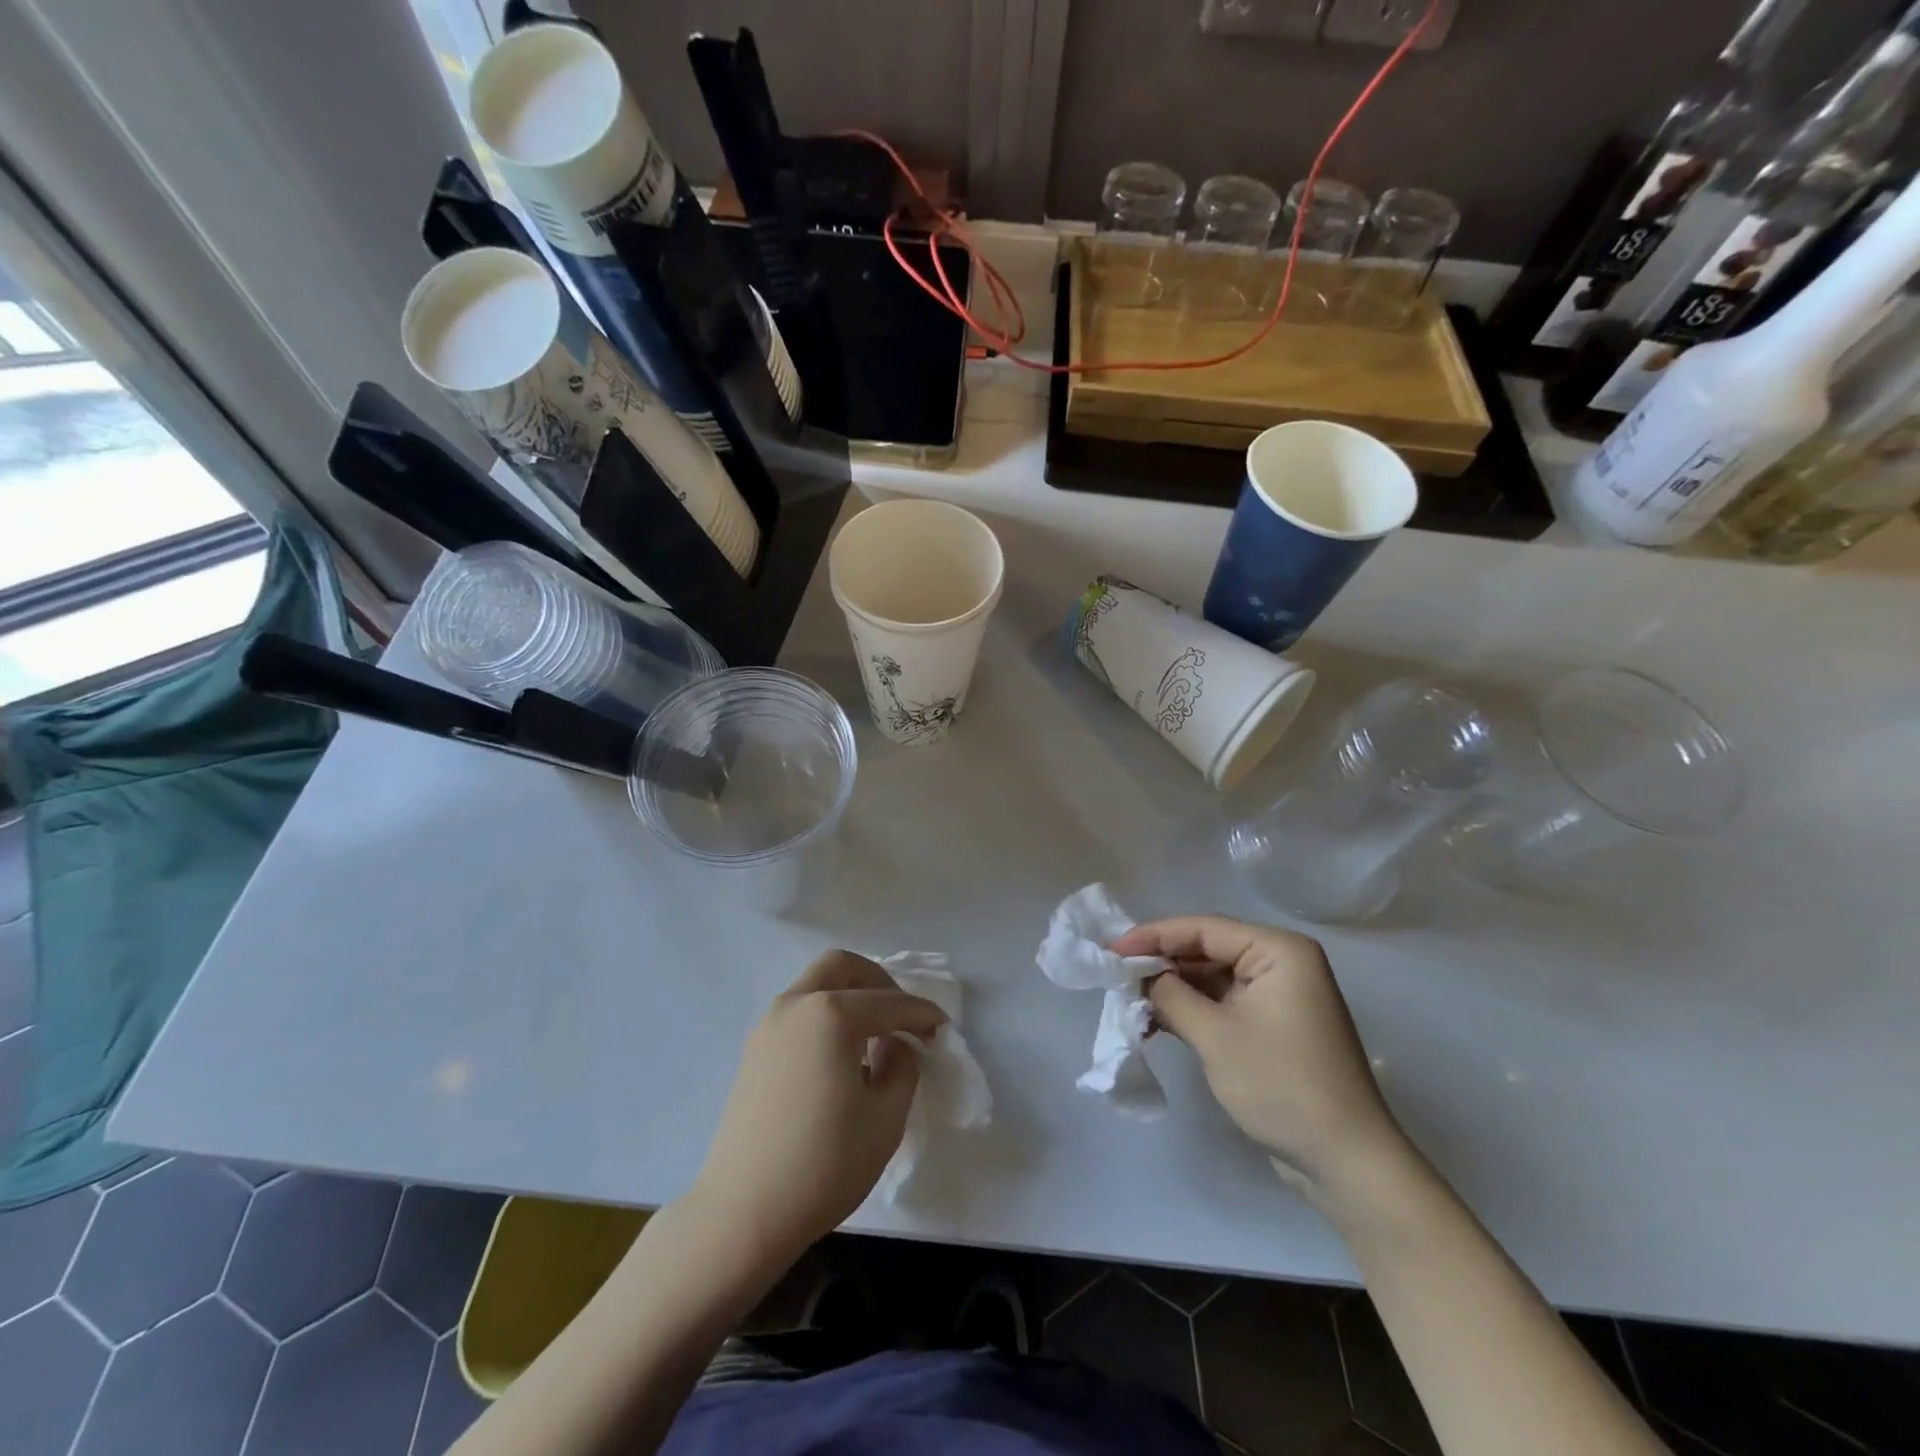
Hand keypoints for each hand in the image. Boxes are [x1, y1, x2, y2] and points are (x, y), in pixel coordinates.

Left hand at [691, 950, 945, 1267]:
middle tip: (901, 1017)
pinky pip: (799, 1012)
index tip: (943, 1030)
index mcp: (830, 1015)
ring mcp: (768, 1026)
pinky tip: (841, 1056)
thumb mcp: (885, 1119)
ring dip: (849, 997)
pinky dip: (825, 1016)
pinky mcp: (754, 1051)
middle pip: (842, 967)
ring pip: (816, 985)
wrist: (742, 1214)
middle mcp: (795, 1005)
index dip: (922, 1014)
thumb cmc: (823, 1165)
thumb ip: (902, 1067)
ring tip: (874, 1038)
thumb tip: (894, 1045)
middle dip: (879, 982)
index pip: (889, 1003)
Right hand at [1114, 915, 1408, 1192]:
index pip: (1203, 928)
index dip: (1152, 936)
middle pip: (1206, 948)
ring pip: (1209, 976)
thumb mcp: (1215, 1036)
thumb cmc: (1282, 1086)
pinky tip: (1155, 1023)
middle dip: (1160, 963)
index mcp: (1277, 950)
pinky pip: (1221, 1002)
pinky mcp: (1271, 1023)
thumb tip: (1138, 975)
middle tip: (1114, 975)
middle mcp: (1280, 961)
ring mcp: (1277, 993)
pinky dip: (1189, 1010)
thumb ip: (1169, 995)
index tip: (1109, 950)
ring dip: (1171, 989)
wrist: (1347, 1162)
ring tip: (1128, 1001)